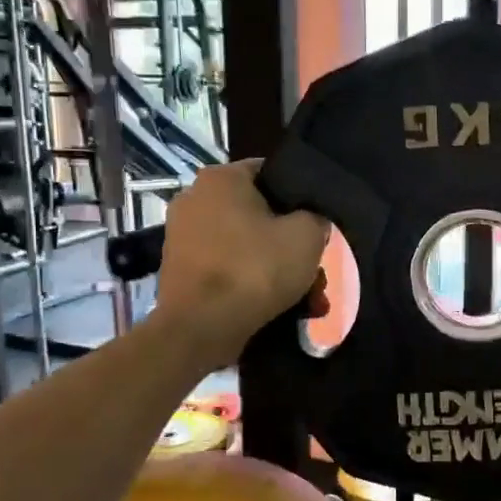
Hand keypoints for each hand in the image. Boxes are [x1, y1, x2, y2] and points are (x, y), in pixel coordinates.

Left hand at [155, 161, 329, 367]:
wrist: (200, 328)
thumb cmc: (255, 269)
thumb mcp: (307, 236)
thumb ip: (316, 217)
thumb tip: (311, 221)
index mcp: (221, 178)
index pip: (272, 172)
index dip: (301, 196)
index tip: (318, 222)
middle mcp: (195, 199)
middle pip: (261, 216)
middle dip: (292, 247)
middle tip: (316, 274)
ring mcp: (183, 237)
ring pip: (247, 248)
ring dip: (278, 272)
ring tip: (309, 302)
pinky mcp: (181, 272)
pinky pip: (229, 270)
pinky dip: (253, 286)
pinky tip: (281, 311)